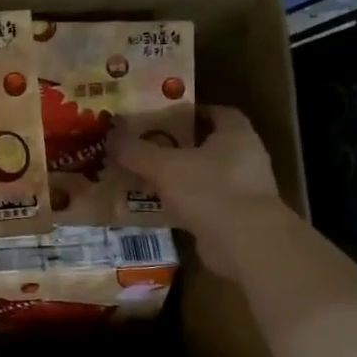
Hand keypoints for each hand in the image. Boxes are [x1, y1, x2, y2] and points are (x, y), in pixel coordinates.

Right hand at [109, 105, 288, 277]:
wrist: (245, 243)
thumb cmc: (210, 190)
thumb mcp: (164, 166)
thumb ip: (136, 151)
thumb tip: (110, 136)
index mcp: (237, 135)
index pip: (218, 112)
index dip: (192, 113)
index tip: (164, 118)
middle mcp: (246, 158)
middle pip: (210, 145)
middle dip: (180, 146)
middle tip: (147, 147)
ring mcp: (245, 191)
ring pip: (206, 176)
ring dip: (181, 177)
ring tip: (147, 177)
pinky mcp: (237, 219)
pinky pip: (205, 203)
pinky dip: (185, 204)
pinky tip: (159, 207)